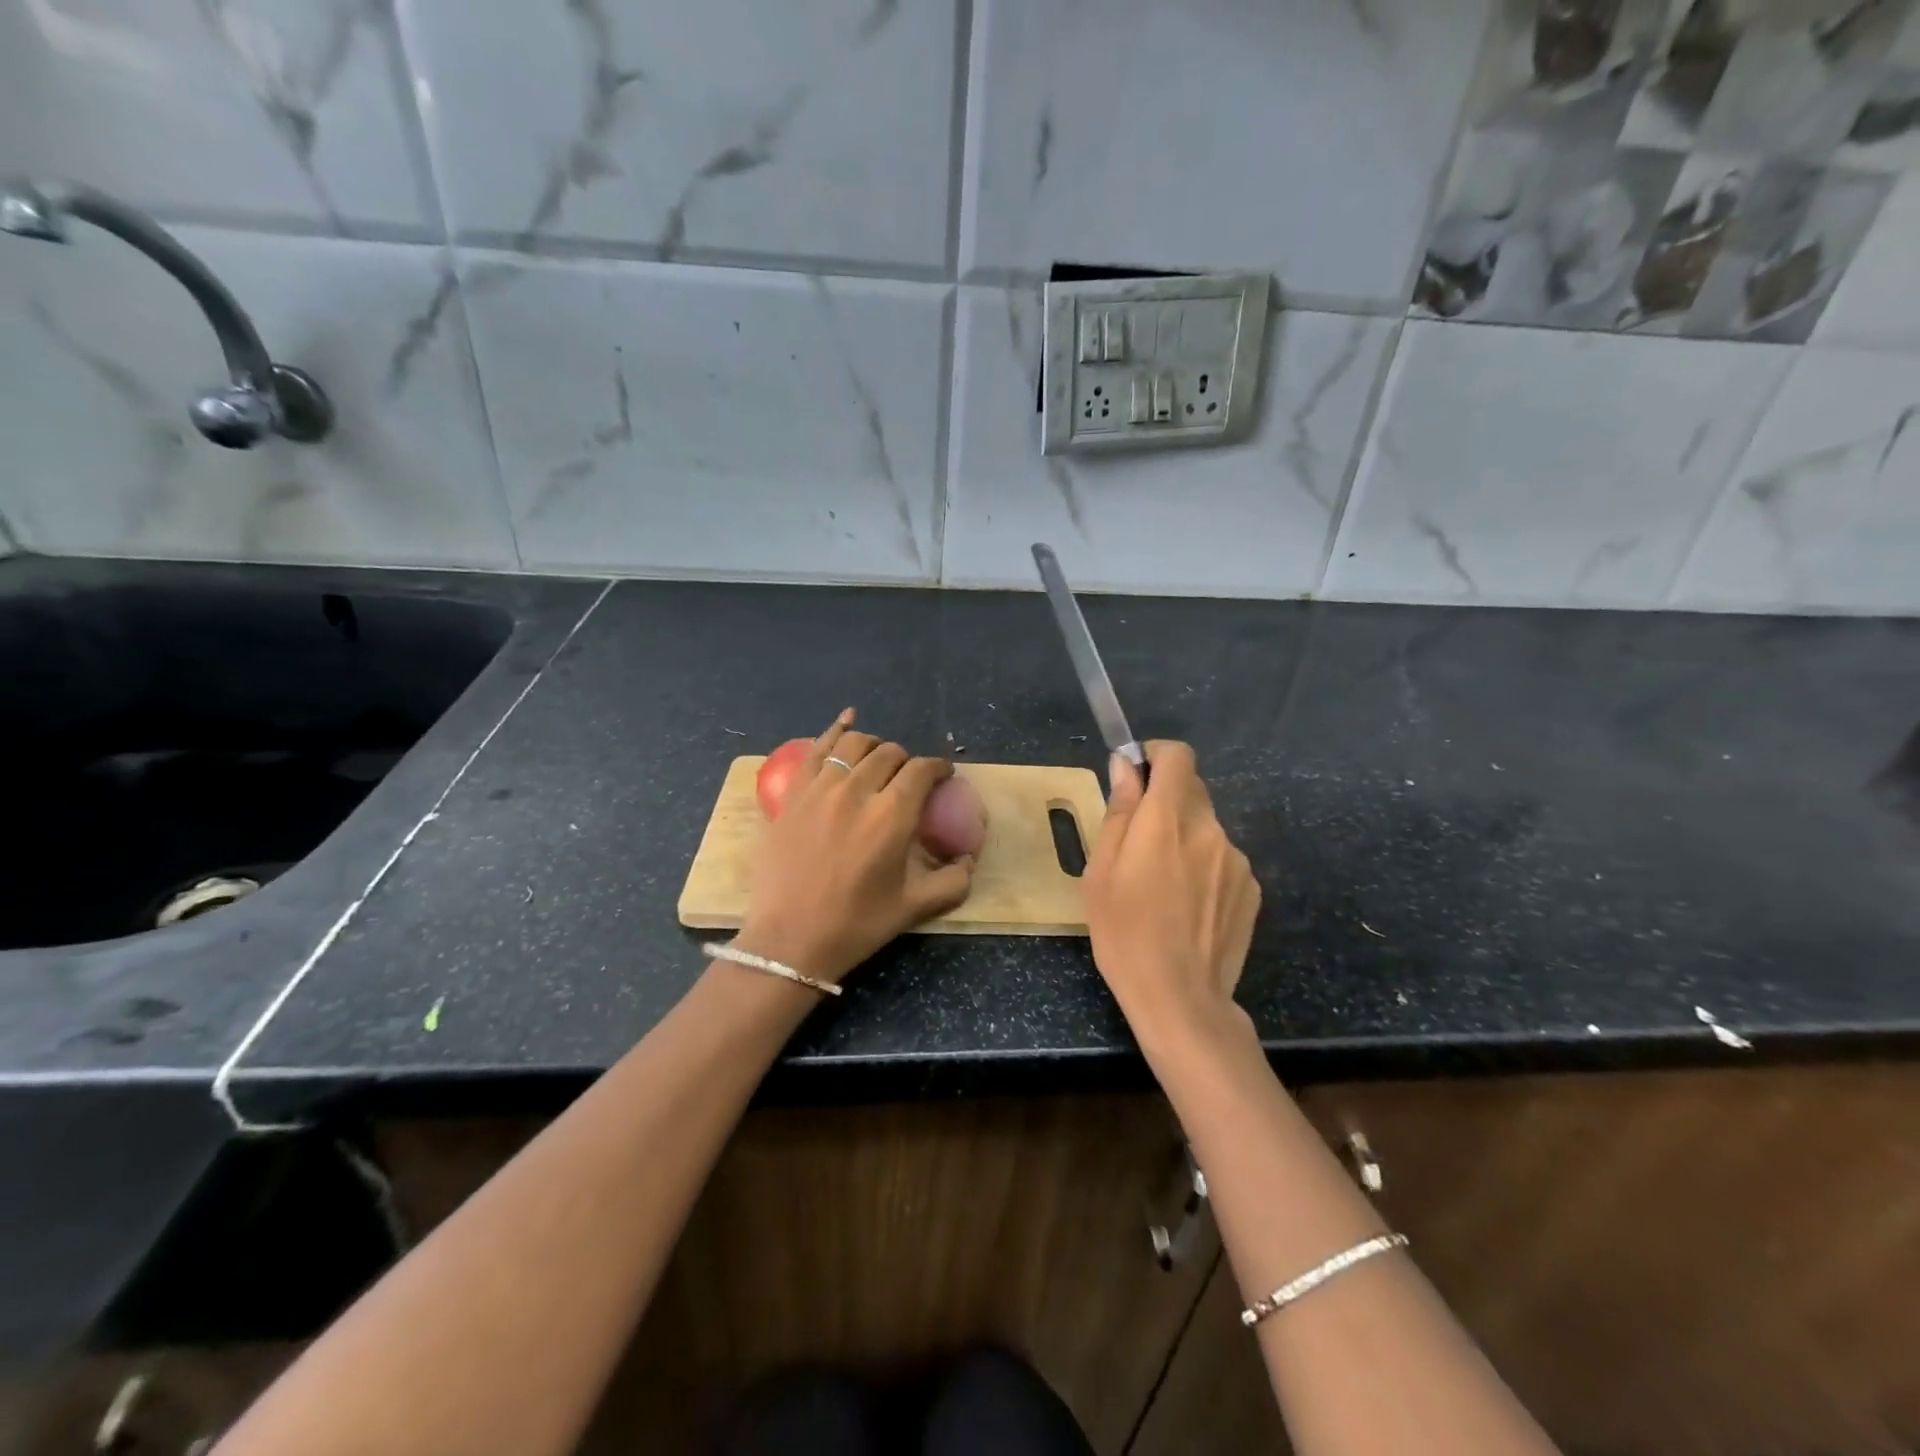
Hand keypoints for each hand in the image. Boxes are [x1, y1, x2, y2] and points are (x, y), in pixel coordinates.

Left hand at [736, 710, 974, 984]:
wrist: (791, 940)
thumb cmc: (856, 925)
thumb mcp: (915, 907)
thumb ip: (952, 881)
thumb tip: (969, 859)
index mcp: (892, 816)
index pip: (922, 771)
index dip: (938, 768)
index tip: (943, 775)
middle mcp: (858, 791)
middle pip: (890, 753)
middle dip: (907, 761)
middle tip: (909, 778)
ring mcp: (820, 789)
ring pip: (854, 745)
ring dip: (874, 746)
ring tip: (879, 759)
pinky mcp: (793, 794)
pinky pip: (816, 749)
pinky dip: (835, 730)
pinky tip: (847, 719)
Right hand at [1083, 742, 1260, 1044]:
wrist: (1181, 998)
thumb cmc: (1124, 933)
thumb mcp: (1102, 871)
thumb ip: (1119, 811)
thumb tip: (1126, 767)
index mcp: (1168, 819)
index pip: (1178, 756)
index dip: (1156, 756)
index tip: (1136, 776)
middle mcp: (1209, 828)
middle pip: (1191, 790)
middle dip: (1165, 801)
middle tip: (1139, 841)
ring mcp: (1236, 859)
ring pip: (1206, 827)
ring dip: (1185, 837)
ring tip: (1163, 885)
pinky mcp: (1252, 888)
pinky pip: (1222, 858)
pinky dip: (1204, 866)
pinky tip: (1188, 906)